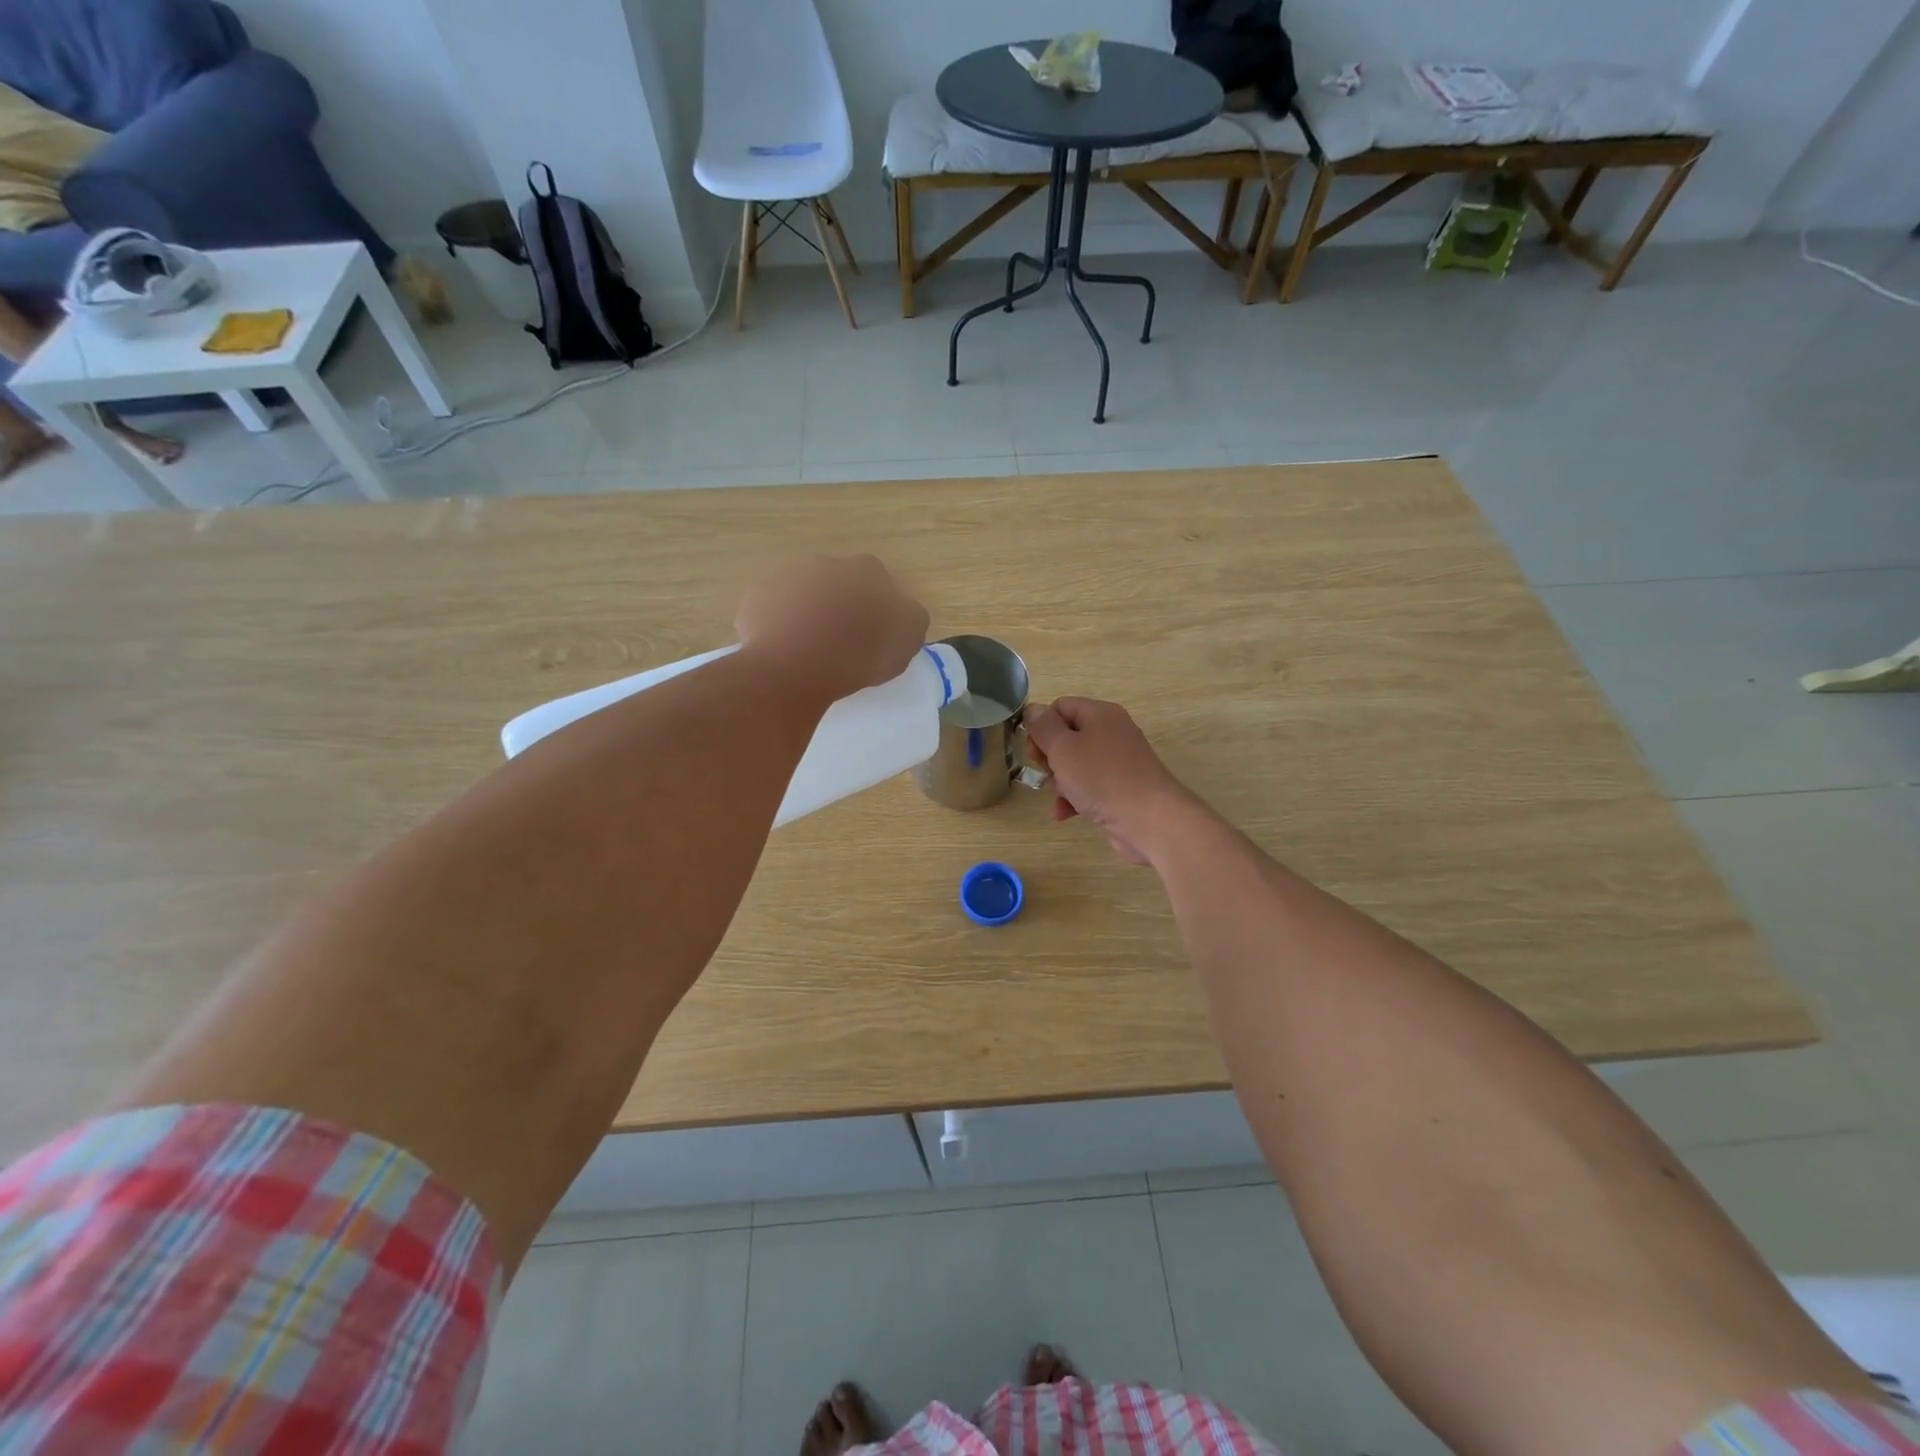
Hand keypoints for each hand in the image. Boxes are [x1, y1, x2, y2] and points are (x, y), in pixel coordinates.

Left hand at [735, 556, 929, 703]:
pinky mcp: (755, 600)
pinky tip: (784, 652)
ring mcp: (785, 578)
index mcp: (865, 570)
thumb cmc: (858, 653)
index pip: (877, 579)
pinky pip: (772, 611)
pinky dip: (779, 626)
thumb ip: (909, 617)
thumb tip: (902, 612)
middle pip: (836, 582)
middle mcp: (824, 564)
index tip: (875, 632)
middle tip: (842, 641)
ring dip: (808, 612)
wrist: (794, 667)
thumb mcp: (908, 638)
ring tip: (810, 650)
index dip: (877, 605)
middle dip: (840, 604)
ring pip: (802, 594)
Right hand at [1024, 698, 1196, 865]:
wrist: (1150, 820)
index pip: (1060, 707)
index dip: (1041, 726)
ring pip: (1076, 764)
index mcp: (1100, 714)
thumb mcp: (1063, 749)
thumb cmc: (1101, 778)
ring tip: (1059, 798)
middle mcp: (1112, 733)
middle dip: (1050, 757)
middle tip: (1045, 773)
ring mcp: (1119, 762)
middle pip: (1068, 736)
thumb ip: (1044, 728)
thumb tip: (1033, 710)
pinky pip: (1090, 786)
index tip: (1033, 751)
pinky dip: (1075, 798)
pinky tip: (1065, 814)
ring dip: (1060, 781)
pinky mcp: (1122, 788)